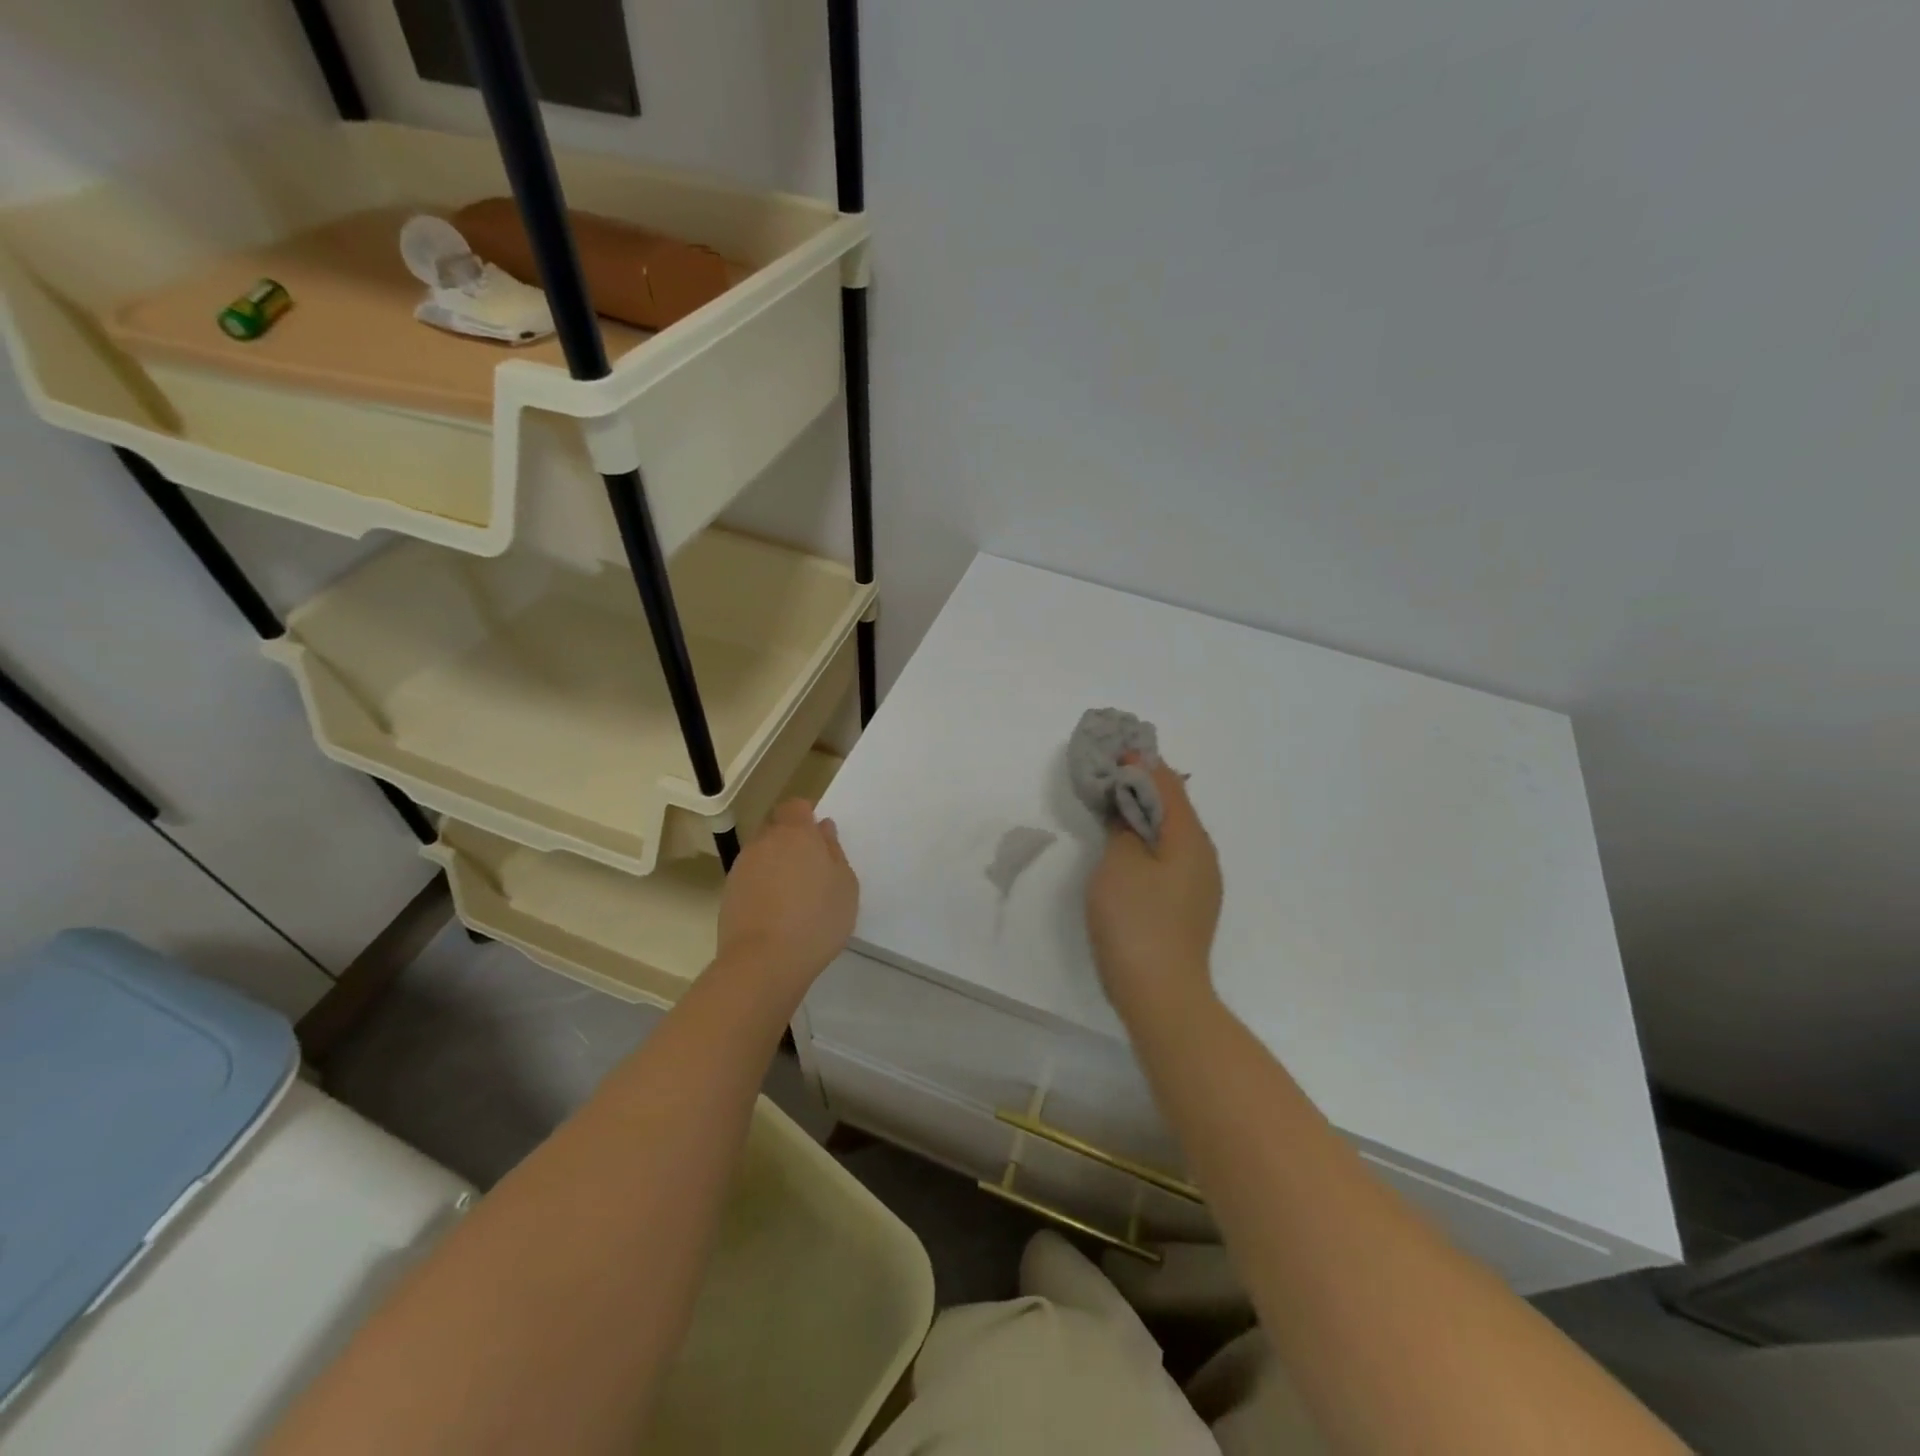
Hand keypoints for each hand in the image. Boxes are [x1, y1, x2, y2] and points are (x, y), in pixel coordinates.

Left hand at [716, 800, 857, 1001]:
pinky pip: (750, 879)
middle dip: (790, 840)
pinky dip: (762, 887)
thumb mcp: (845, 885)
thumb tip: (823, 830)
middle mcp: (764, 842)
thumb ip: (834, 851)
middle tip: (811, 869)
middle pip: (776, 828)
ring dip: (775, 865)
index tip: (819, 837)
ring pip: (761, 854)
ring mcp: (742, 868)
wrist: (763, 962)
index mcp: (796, 833)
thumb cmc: (817, 919)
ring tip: (794, 896)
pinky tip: (776, 913)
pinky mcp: (728, 893)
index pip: (795, 806)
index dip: (805, 816)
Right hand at [1086, 758, 1221, 1024]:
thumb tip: (1129, 806)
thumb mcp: (1120, 863)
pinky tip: (1129, 847)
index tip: (1115, 749)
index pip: (1167, 784)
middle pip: (1174, 807)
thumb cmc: (1136, 921)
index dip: (1141, 763)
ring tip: (1115, 804)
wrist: (1161, 994)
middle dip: (1143, 786)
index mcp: (1190, 838)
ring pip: (1172, 833)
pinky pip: (1170, 857)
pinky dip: (1149, 841)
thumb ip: (1124, 825)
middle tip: (1110, 773)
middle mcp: (1203, 855)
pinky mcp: (1189, 906)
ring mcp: (1200, 883)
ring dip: (1145, 814)